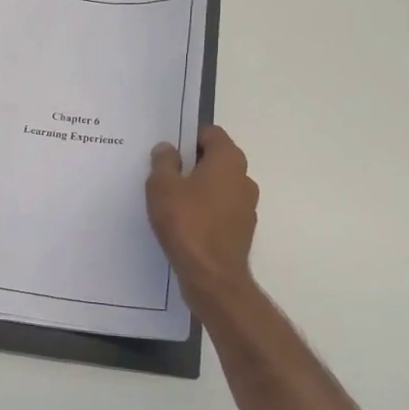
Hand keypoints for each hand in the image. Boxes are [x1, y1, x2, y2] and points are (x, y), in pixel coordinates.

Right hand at [146, 124, 258, 301]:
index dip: (188, 137)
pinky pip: (221, 209)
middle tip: (164, 174)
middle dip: (192, 163)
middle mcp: (244, 178)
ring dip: (199, 188)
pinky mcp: (242, 229)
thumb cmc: (186, 223)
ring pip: (219, 186)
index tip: (167, 151)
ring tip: (171, 201)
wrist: (211, 276)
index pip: (211, 134)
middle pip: (216, 159)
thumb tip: (168, 148)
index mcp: (228, 160)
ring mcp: (247, 205)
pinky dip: (205, 210)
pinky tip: (184, 223)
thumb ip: (164, 161)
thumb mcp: (162, 186)